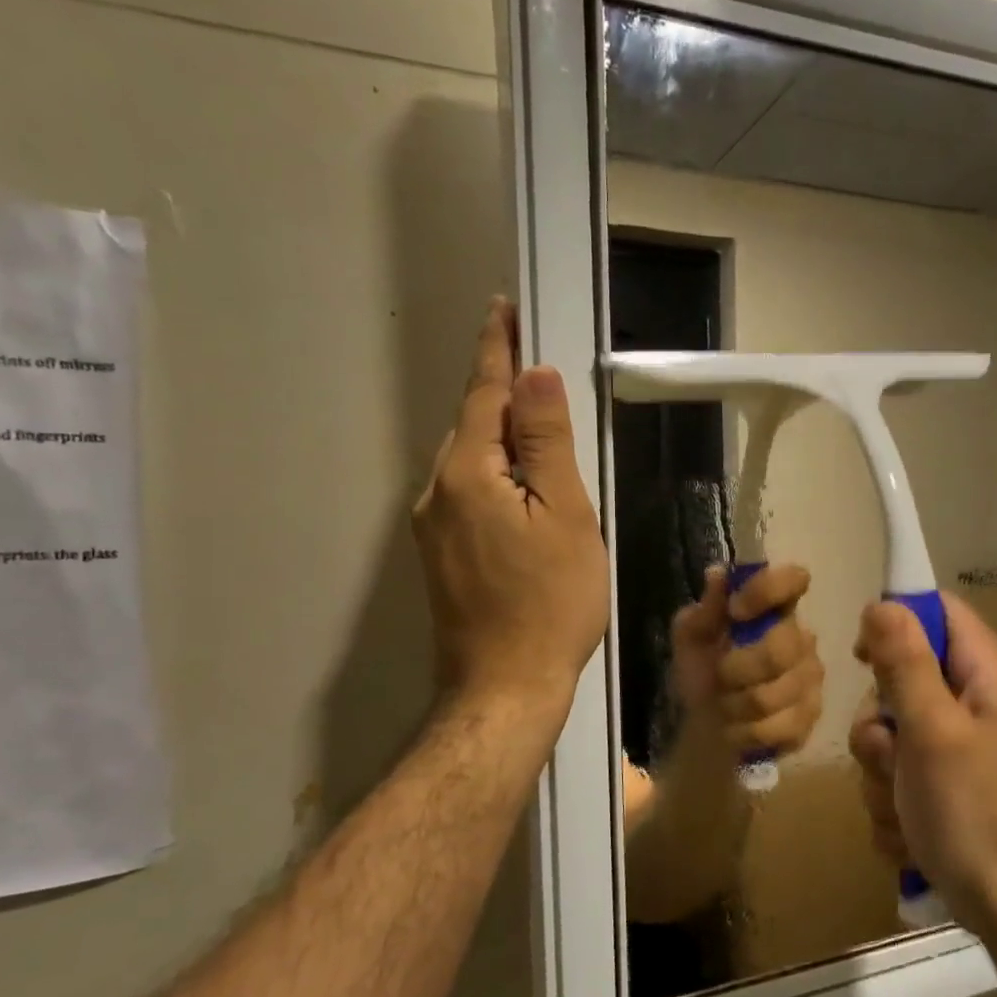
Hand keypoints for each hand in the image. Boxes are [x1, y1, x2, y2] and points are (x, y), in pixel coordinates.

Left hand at [413, 299, 608, 714]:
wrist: (505, 687)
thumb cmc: (550, 603)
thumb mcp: (565, 517)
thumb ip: (547, 443)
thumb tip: (534, 374)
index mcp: (468, 474)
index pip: (484, 394)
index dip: (497, 350)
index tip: (502, 309)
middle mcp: (436, 492)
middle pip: (470, 425)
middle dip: (498, 391)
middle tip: (532, 363)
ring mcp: (431, 527)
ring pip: (467, 461)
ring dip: (496, 434)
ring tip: (534, 424)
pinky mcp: (439, 554)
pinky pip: (466, 493)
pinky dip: (491, 473)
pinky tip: (518, 487)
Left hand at [670, 564, 823, 758]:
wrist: (706, 729)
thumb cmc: (702, 673)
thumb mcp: (689, 640)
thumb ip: (703, 612)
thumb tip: (717, 574)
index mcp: (773, 609)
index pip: (793, 580)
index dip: (767, 591)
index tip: (736, 610)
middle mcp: (801, 637)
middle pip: (780, 648)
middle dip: (737, 668)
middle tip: (720, 676)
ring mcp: (810, 679)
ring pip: (774, 694)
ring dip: (736, 704)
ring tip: (724, 705)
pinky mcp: (811, 717)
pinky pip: (780, 726)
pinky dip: (746, 731)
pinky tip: (738, 728)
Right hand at [849, 593, 996, 935]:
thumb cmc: (975, 812)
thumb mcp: (932, 731)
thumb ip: (905, 663)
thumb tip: (882, 604)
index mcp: (986, 673)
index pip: (936, 609)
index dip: (894, 622)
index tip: (861, 657)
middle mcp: (973, 699)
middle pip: (900, 675)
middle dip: (879, 721)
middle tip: (891, 753)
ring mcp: (957, 744)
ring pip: (888, 730)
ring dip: (880, 769)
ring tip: (903, 803)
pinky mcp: (943, 782)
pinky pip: (895, 771)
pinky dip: (892, 798)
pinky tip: (910, 828)